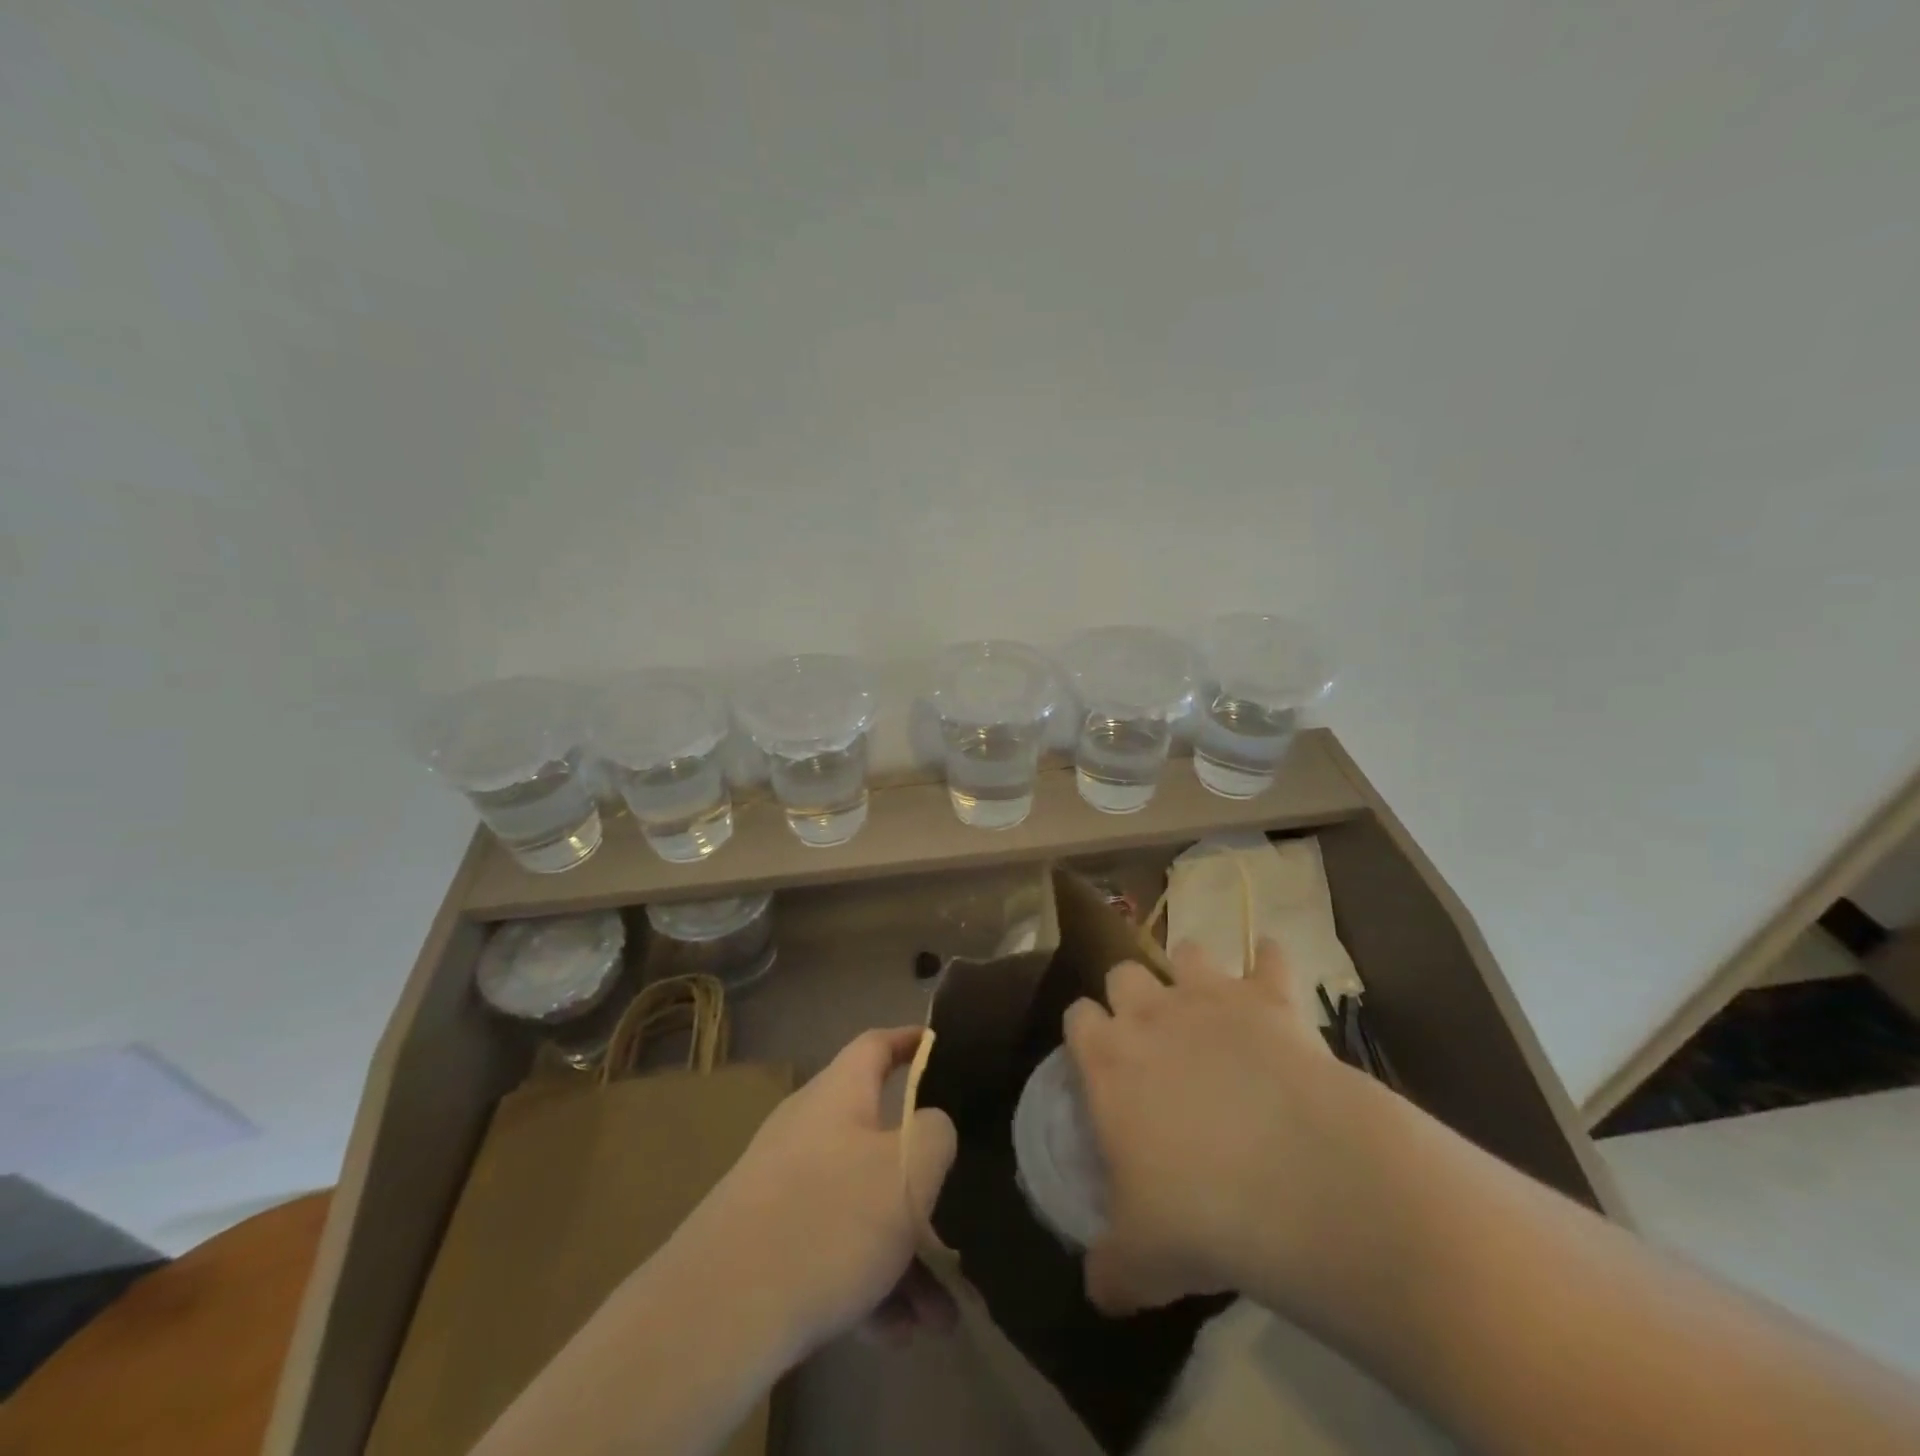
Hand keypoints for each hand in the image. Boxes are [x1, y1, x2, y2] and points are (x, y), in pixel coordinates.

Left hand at [676, 1027, 958, 1358]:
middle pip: (877, 1141)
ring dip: (903, 1255)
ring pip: (860, 1208)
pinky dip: (868, 1285)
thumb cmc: (831, 1218)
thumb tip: (930, 1128)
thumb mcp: (910, 1169)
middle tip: (959, 1221)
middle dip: (922, 1187)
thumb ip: (936, 1135)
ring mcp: (783, 1190)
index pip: (877, 1045)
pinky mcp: (767, 1246)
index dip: (911, 1041)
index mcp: (838, 1094)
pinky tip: (897, 1335)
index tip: (941, 1047)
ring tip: (940, 1317)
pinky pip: (832, 1252)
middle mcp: (808, 1130)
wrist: (719, 1314)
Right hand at [1063, 938, 1396, 1318]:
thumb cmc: (1202, 1214)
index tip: (1099, 1060)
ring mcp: (1212, 997)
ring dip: (1194, 970)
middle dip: (1133, 994)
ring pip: (1188, 951)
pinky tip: (1276, 973)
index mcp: (1108, 1058)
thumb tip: (1099, 1290)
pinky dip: (1272, 961)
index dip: (1086, 1032)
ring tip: (1210, 1002)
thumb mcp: (1142, 1259)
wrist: (1301, 1180)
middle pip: (1124, 972)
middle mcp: (1151, 1013)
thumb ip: (1111, 1268)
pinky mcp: (1272, 999)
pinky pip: (1272, 958)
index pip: (1077, 1016)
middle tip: (1153, 1035)